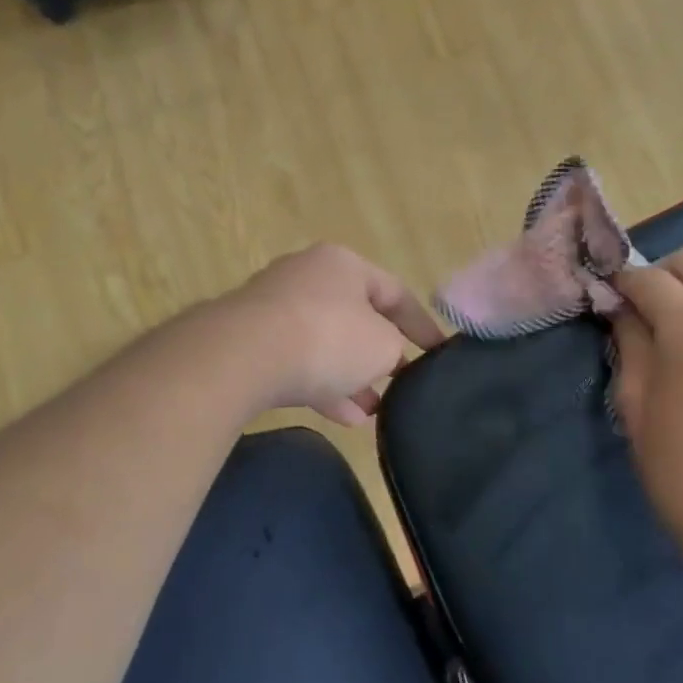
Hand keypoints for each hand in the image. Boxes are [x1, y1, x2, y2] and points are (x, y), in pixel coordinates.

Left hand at [225, 244, 444, 426]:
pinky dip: (322, 386)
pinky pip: (296, 362)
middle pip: (355, 316)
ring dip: (351, 376)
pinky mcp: (250, 340)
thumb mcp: (382, 344)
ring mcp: (274, 308)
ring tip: (375, 409)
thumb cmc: (328, 337)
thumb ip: (394, 347)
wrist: (243, 355)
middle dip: (379, 353)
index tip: (439, 353)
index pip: (394, 291)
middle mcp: (307, 276)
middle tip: (400, 381)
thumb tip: (384, 355)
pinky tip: (345, 418)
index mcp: (343, 264)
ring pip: (324, 342)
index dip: (421, 324)